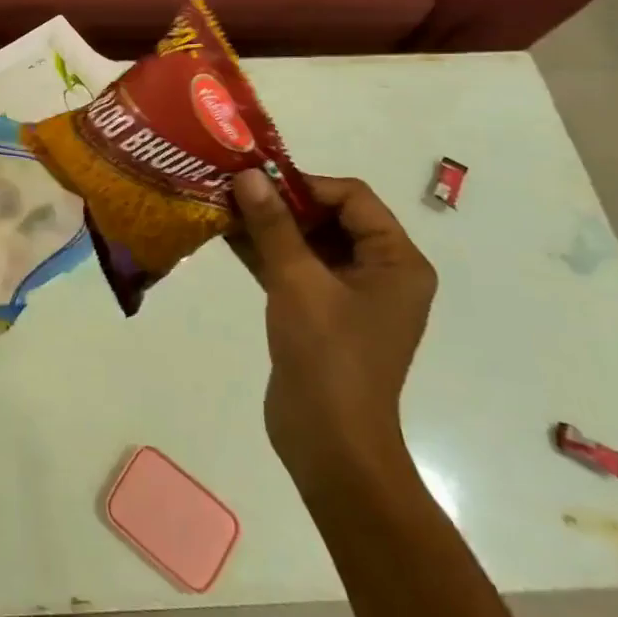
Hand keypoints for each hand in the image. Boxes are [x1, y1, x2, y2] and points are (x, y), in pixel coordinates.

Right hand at [229, 170, 435, 493]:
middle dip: (281, 201)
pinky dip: (264, 251)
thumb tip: (248, 174)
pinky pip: (294, 267)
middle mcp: (379, 271)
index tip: (256, 179)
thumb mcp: (298, 281)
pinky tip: (225, 233)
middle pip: (330, 216)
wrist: (329, 441)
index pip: (352, 197)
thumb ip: (273, 225)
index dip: (305, 183)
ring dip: (268, 224)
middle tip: (233, 187)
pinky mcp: (320, 313)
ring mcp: (349, 294)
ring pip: (307, 241)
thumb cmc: (328, 355)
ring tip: (221, 204)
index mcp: (396, 261)